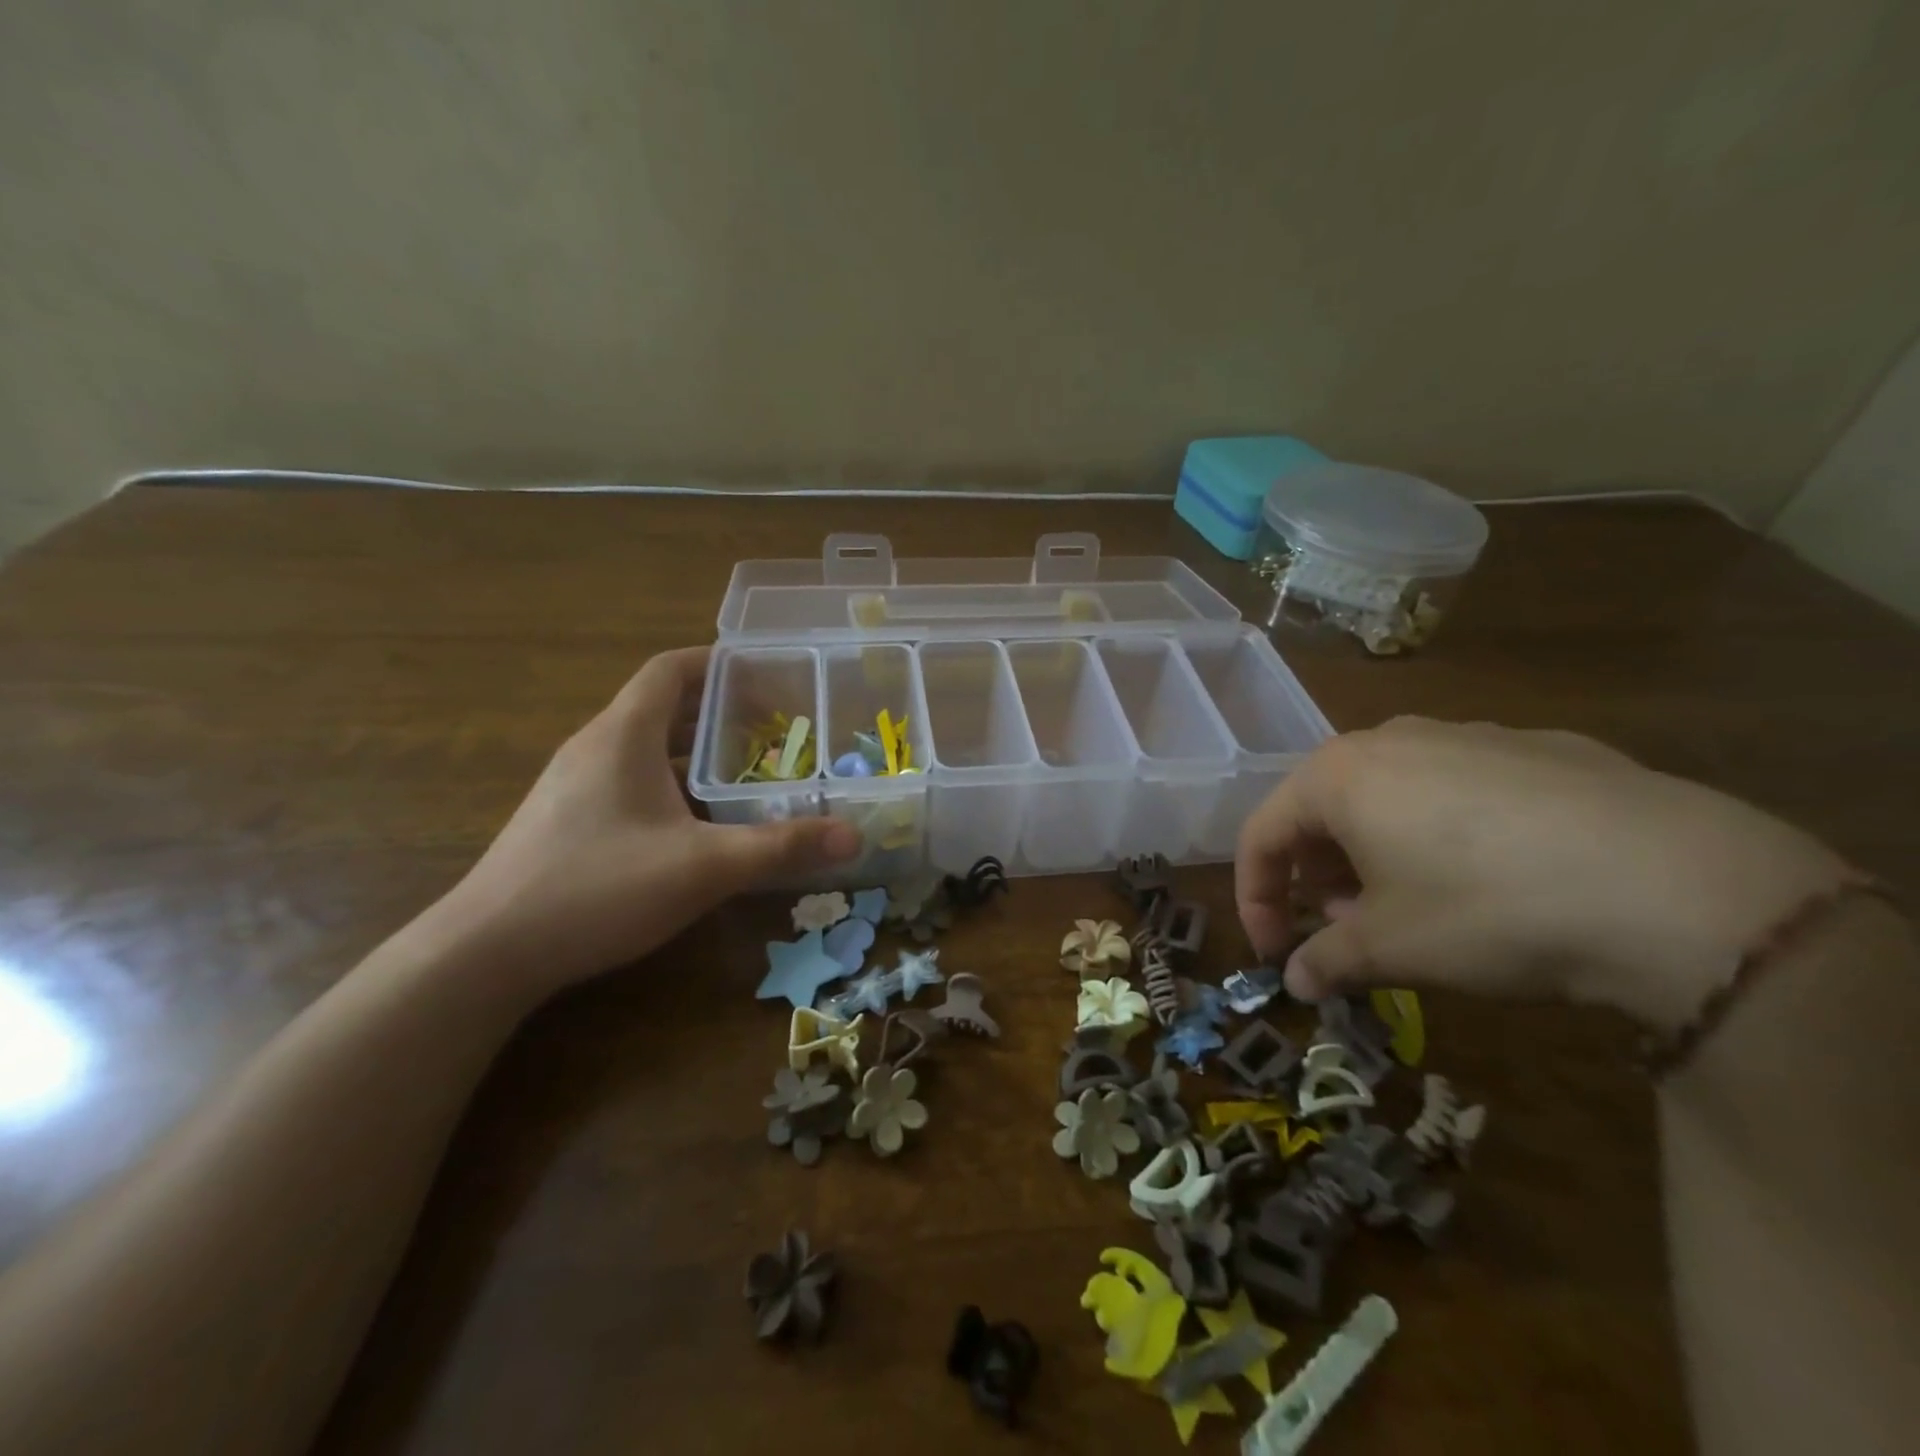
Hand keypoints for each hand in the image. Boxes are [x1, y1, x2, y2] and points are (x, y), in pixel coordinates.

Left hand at [426, 648, 859, 999]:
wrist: (484, 954)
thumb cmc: (598, 887)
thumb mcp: (703, 866)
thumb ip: (781, 846)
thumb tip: (854, 835)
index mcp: (623, 735)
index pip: (671, 670)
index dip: (718, 662)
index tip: (766, 673)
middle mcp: (595, 747)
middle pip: (662, 707)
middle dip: (720, 712)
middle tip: (776, 728)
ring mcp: (573, 786)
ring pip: (646, 749)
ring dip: (696, 752)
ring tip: (748, 771)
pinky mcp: (566, 821)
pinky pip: (629, 781)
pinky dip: (671, 785)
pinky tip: (698, 824)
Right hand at [1235, 718, 1850, 1029]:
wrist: (1681, 887)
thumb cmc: (1488, 910)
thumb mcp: (1393, 949)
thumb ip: (1327, 961)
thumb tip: (1296, 980)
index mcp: (1338, 776)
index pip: (1262, 833)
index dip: (1256, 897)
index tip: (1274, 951)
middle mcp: (1392, 739)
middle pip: (1324, 808)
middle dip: (1318, 874)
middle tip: (1342, 930)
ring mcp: (1470, 734)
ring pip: (1391, 794)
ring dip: (1376, 852)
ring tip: (1411, 906)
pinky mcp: (1541, 747)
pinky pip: (1461, 788)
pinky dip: (1446, 832)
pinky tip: (1495, 878)